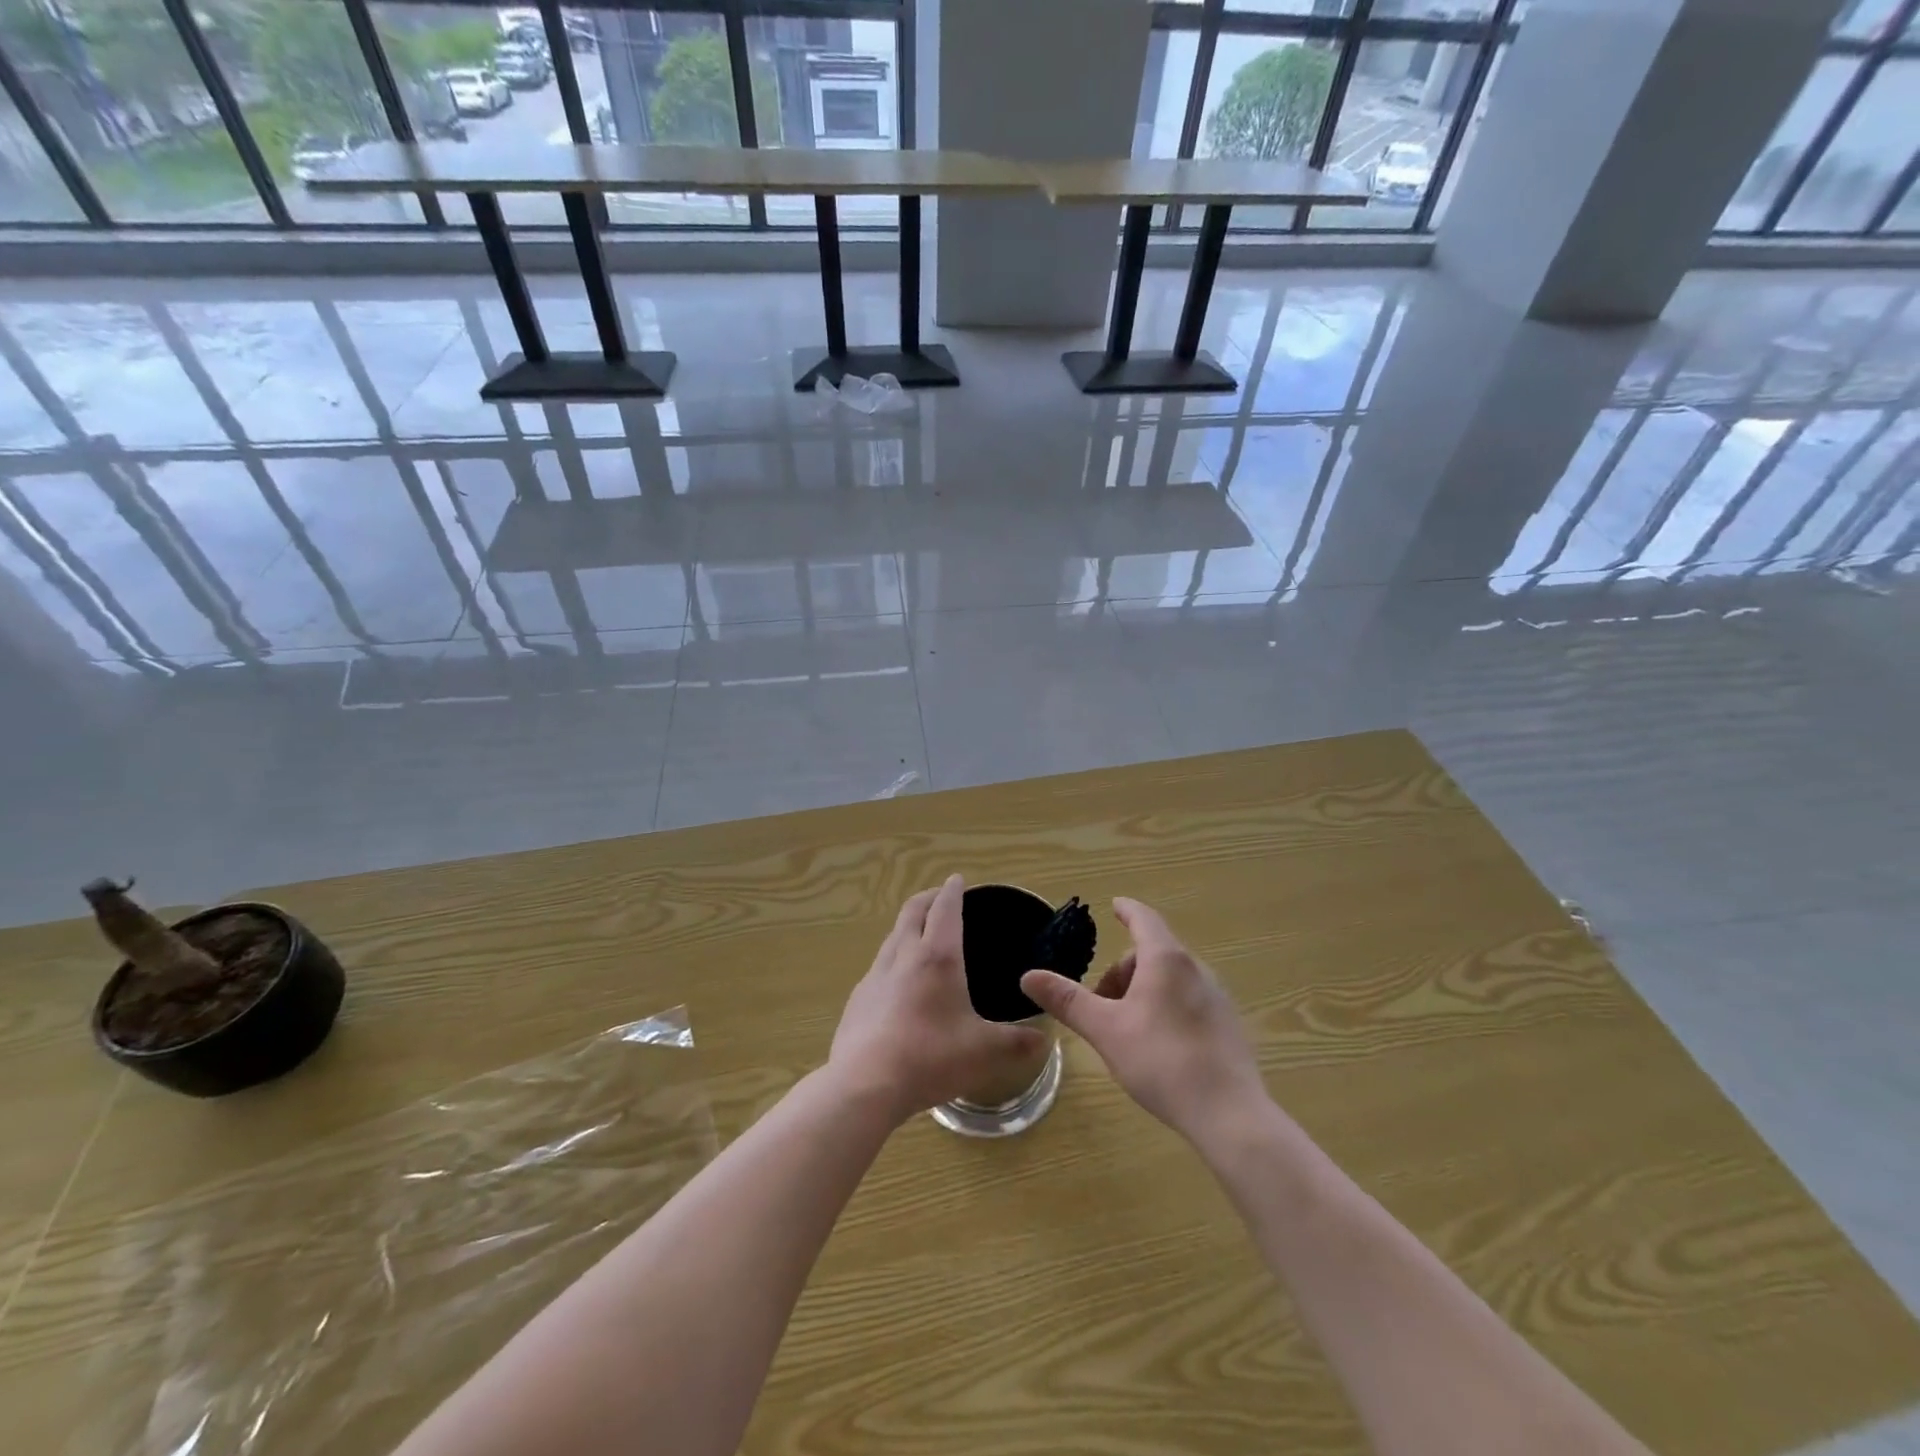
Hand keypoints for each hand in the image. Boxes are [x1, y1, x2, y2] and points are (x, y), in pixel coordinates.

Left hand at [831, 875, 1048, 1124]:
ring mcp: (875, 976)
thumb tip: (1045, 1039)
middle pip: (912, 911)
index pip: (944, 909)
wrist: (864, 1084)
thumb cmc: (930, 1057)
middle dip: (927, 898)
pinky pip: (879, 966)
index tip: (957, 880)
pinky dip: (894, 958)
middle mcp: (903, 956)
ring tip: (921, 935)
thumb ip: (1016, 1042)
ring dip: (908, 926)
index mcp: (937, 957)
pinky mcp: (858, 998)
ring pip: (893, 936)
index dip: (952, 891)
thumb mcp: (984, 1052)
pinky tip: (899, 983)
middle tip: (940, 897)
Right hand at [1022, 898, 1266, 1138]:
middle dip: (1122, 971)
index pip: (1143, 919)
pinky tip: (1158, 1047)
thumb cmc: (1161, 1061)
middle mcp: (1195, 969)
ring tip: (1126, 1030)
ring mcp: (1216, 997)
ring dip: (1142, 991)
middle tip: (1101, 1006)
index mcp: (1165, 960)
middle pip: (1152, 954)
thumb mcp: (1105, 1030)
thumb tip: (1028, 976)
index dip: (1127, 910)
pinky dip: (1165, 1007)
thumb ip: (1067, 1000)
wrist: (1229, 1114)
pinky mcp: (1228, 1025)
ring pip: (1170, 979)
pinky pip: (1188, 1000)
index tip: (1115, 905)